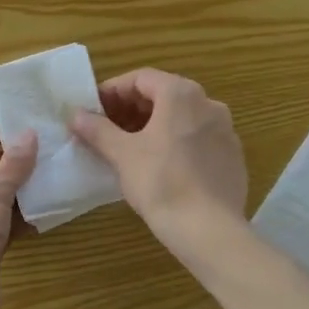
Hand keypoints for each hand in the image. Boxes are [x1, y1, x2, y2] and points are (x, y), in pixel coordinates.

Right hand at [70, 69, 246, 246]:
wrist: (209, 230)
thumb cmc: (160, 182)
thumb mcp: (122, 154)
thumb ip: (97, 129)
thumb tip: (76, 115)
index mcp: (181, 94)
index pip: (141, 78)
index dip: (113, 91)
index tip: (94, 110)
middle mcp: (208, 103)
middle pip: (164, 95)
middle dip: (132, 108)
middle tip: (108, 128)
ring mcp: (225, 130)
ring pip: (182, 117)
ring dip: (154, 125)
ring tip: (130, 148)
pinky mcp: (233, 157)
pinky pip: (198, 139)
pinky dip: (176, 142)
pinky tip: (161, 166)